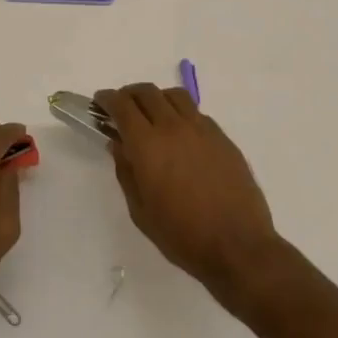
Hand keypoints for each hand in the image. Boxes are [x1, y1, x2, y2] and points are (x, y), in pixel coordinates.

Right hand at [95, 84, 283, 308]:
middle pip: (147, 92)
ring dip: (157, 98)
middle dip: (129, 94)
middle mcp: (174, 127)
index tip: (100, 102)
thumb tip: (119, 144)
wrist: (237, 245)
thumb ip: (126, 172)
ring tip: (152, 115)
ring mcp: (202, 129)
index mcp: (148, 145)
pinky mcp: (222, 137)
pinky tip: (180, 135)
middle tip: (122, 108)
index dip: (107, 99)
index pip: (122, 106)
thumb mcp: (141, 210)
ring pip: (175, 96)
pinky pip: (196, 113)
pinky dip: (180, 113)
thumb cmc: (182, 235)